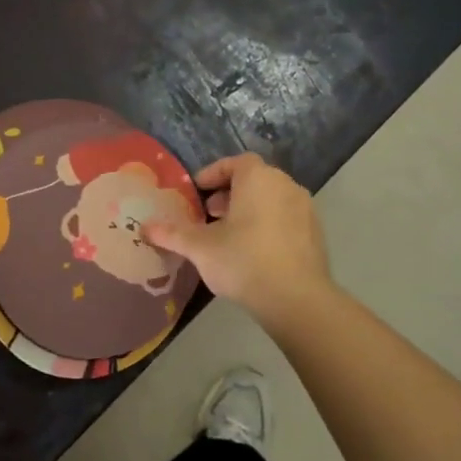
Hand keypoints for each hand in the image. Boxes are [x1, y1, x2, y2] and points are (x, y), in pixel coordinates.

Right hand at [144, 154, 331, 325]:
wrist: (297, 298)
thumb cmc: (243, 261)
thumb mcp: (200, 248)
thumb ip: (172, 234)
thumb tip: (145, 228)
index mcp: (258, 179)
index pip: (235, 162)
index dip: (213, 173)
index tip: (197, 191)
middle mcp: (285, 185)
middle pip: (254, 179)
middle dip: (229, 193)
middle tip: (210, 214)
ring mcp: (305, 208)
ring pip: (271, 199)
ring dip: (249, 209)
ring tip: (229, 234)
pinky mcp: (316, 232)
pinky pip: (286, 218)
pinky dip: (268, 224)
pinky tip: (254, 251)